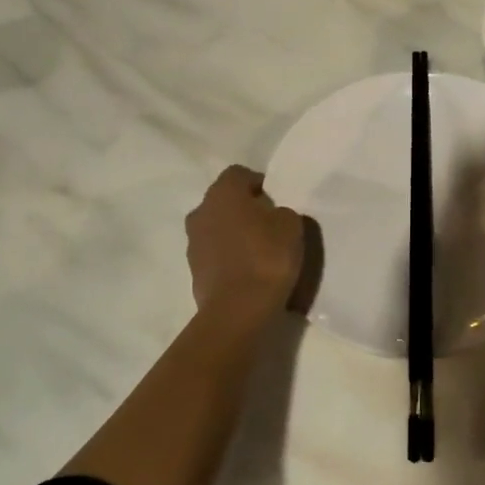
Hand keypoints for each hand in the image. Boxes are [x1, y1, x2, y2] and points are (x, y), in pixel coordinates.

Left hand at [185, 165, 304, 317]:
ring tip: (258, 251)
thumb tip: (272, 215)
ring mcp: (193, 242)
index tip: (276, 200)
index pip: (239, 174)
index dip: (258, 183)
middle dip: (244, 208)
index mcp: (223, 192)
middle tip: (269, 224)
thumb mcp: (291, 225)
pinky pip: (214, 253)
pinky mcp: (194, 270)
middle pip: (224, 201)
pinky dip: (228, 257)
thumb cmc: (267, 256)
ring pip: (217, 227)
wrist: (238, 310)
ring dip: (233, 233)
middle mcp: (201, 211)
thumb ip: (281, 211)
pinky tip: (247, 271)